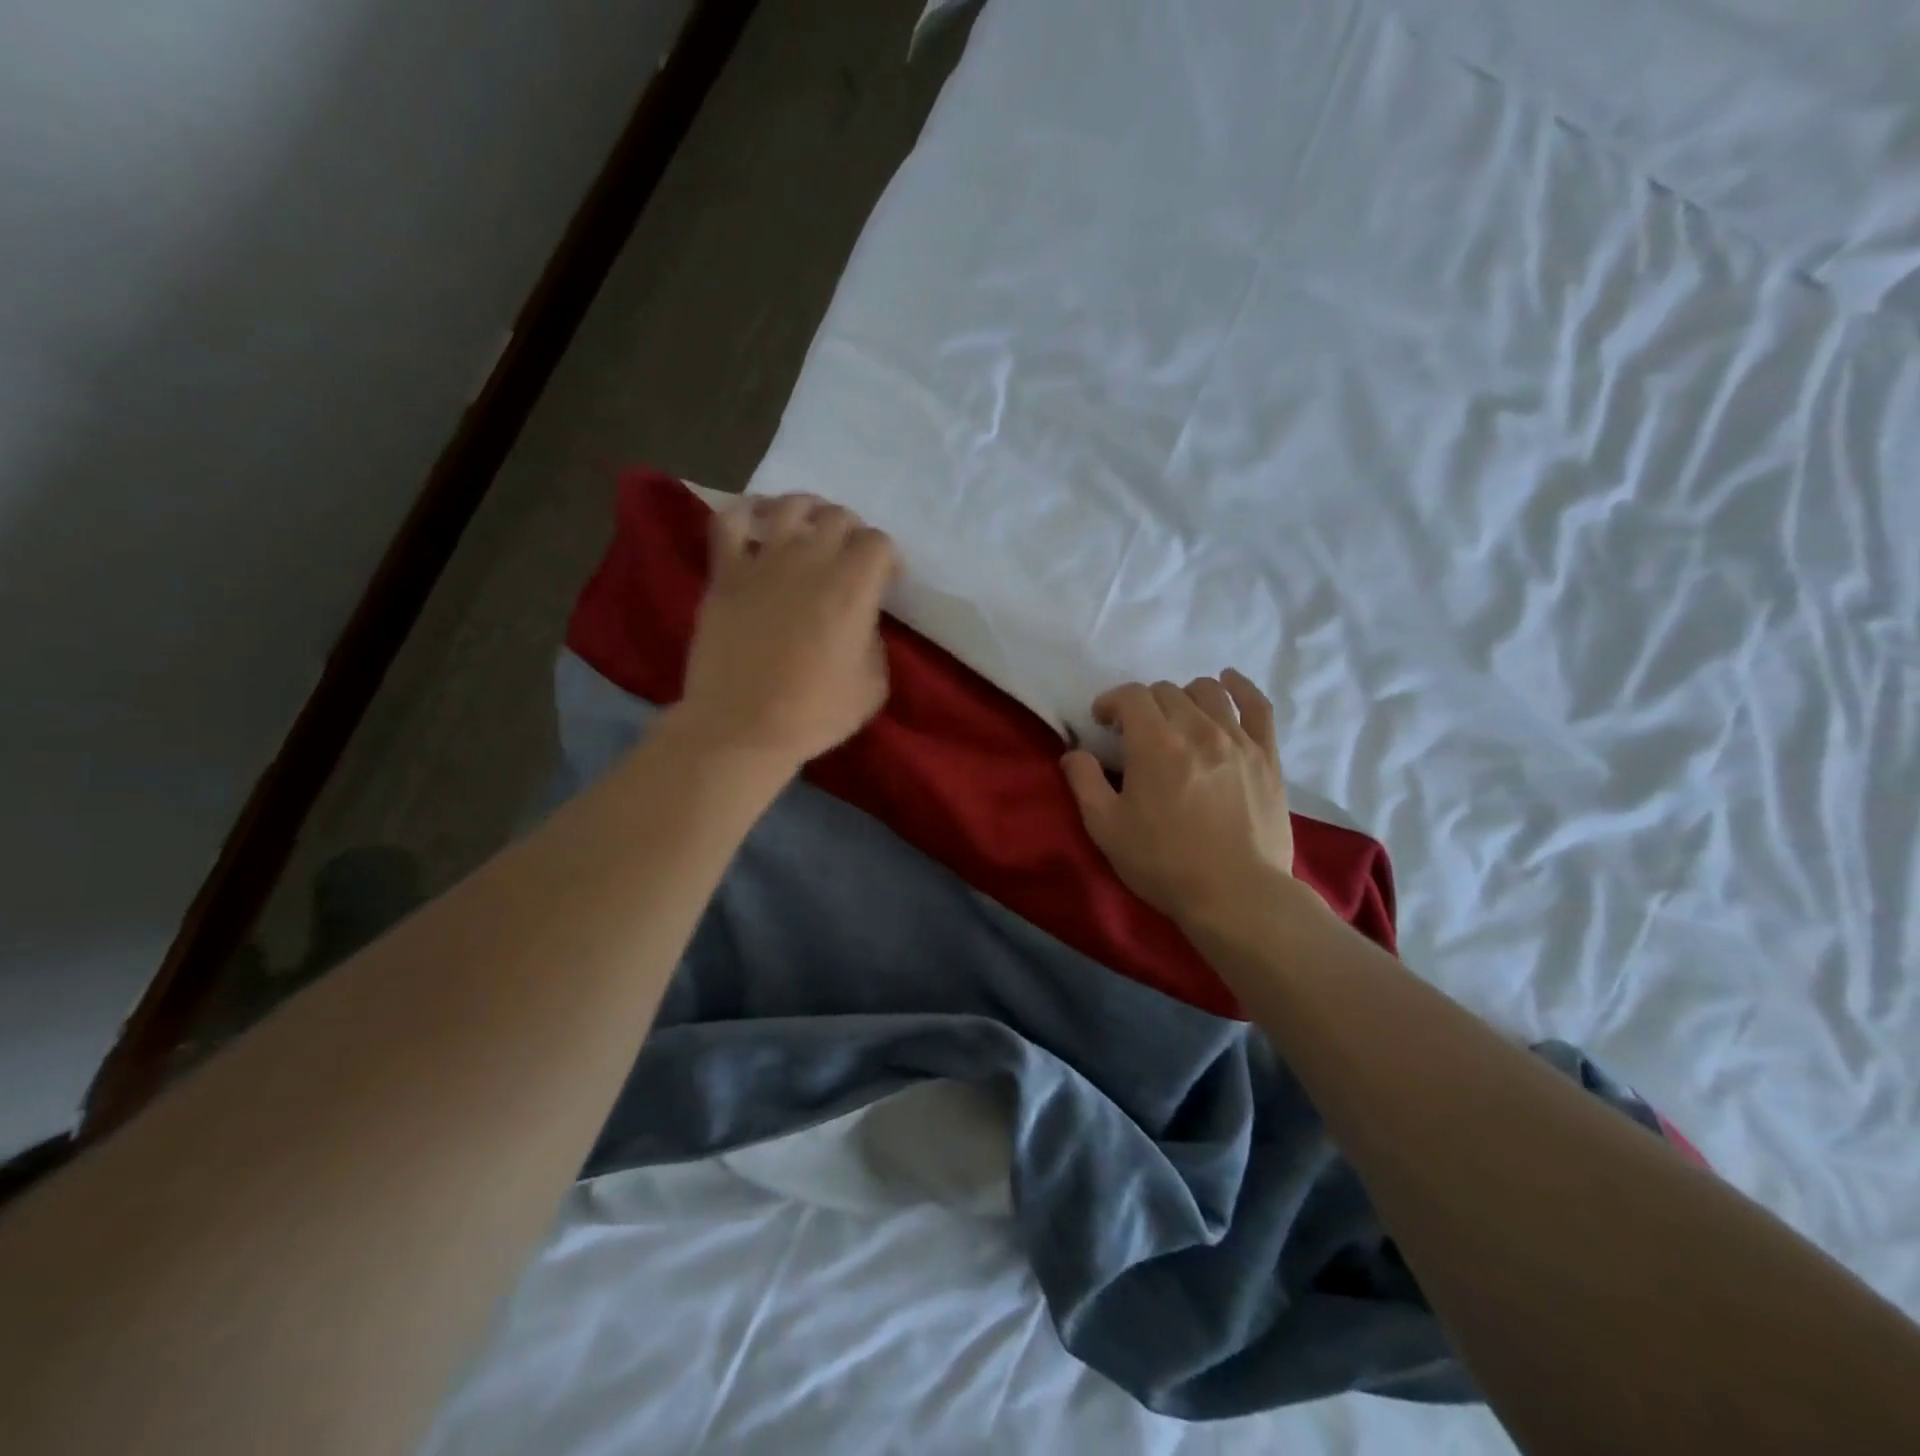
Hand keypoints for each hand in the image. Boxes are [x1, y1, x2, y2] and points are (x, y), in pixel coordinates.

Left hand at [677, 494, 897, 765]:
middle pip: (839, 517)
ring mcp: (763, 561)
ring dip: (808, 510)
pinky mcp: (726, 573)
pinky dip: (746, 512)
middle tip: (850, 557)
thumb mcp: (873, 685)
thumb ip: (875, 640)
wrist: (741, 728)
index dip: (888, 559)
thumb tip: (861, 621)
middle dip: (853, 532)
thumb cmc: (814, 713)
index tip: (888, 581)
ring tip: (810, 528)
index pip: (879, 543)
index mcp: (852, 586)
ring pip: (789, 506)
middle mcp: (810, 560)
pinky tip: (756, 520)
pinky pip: (730, 521)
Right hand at [1061, 671, 1299, 930]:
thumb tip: (1073, 753)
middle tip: (1136, 733)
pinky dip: (1240, 688)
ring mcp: (1237, 740)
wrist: (1236, 895)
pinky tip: (1229, 683)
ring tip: (1177, 718)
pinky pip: (1257, 706)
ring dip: (1184, 696)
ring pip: (1208, 692)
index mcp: (1155, 744)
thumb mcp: (1106, 828)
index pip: (1131, 695)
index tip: (1102, 722)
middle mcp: (1197, 729)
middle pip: (1167, 691)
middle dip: (1144, 705)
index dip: (1111, 702)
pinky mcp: (1267, 756)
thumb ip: (1084, 782)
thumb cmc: (1164, 863)